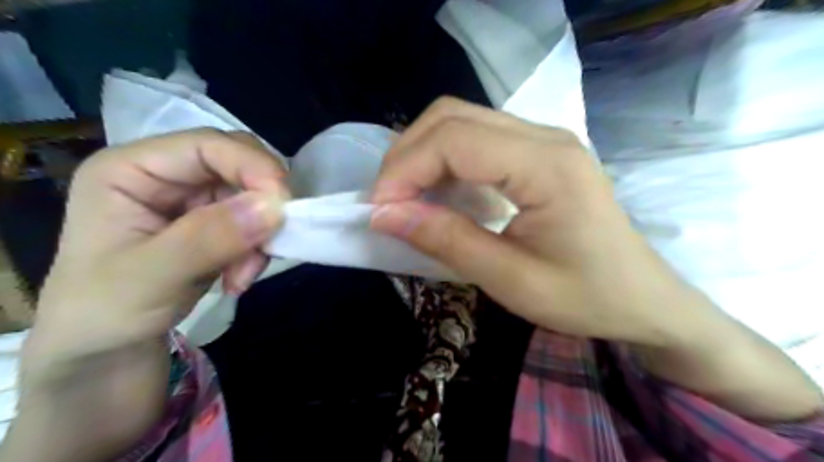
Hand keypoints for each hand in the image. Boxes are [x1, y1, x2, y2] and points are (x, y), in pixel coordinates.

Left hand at [8, 129, 287, 461]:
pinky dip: (258, 249)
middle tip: (266, 247)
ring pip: (254, 195)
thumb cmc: (104, 314)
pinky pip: (256, 222)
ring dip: (261, 235)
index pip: (207, 145)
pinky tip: (239, 278)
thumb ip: (209, 239)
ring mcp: (193, 200)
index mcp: (130, 169)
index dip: (253, 166)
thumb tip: (274, 207)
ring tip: (242, 277)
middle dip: (261, 205)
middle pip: (238, 165)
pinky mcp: (213, 223)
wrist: (104, 353)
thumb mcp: (148, 278)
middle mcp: (166, 175)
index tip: (285, 206)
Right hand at [370, 100, 696, 348]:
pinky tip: (437, 192)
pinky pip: (476, 138)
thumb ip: (446, 240)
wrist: (642, 298)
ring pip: (460, 121)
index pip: (453, 140)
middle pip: (452, 116)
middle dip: (406, 155)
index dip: (404, 169)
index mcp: (547, 165)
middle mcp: (545, 136)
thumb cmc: (586, 297)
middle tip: (387, 203)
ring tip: (405, 198)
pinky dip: (443, 160)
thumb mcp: (511, 279)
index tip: (377, 210)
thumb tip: (384, 215)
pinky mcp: (538, 152)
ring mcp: (543, 139)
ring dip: (421, 154)